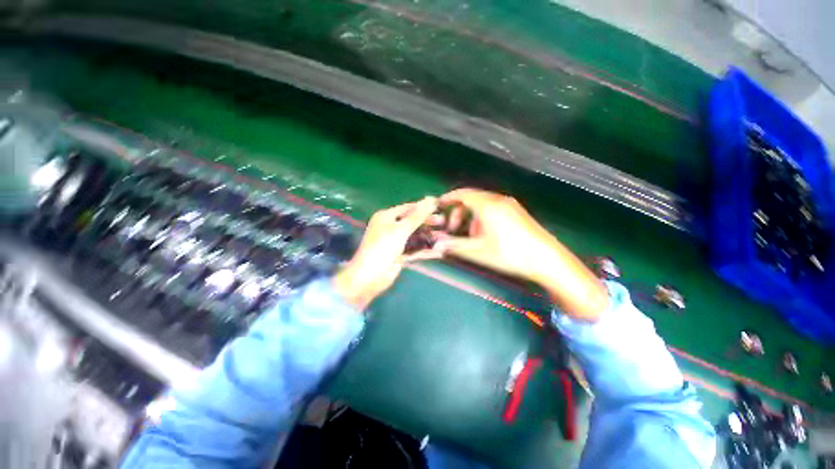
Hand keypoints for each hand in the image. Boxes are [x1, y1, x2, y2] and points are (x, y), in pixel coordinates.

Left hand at [333, 197, 439, 309]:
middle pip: (412, 222)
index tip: (440, 206)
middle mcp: (390, 227)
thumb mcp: (401, 229)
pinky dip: (425, 250)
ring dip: (428, 237)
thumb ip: (417, 216)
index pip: (408, 208)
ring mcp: (395, 242)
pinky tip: (438, 251)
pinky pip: (415, 249)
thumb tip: (431, 199)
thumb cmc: (383, 247)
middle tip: (444, 222)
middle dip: (428, 222)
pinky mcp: (400, 255)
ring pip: (415, 236)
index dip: (423, 206)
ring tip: (445, 236)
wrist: (370, 276)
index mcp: (386, 217)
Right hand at [433, 188, 607, 320]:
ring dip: (471, 216)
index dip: (449, 198)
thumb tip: (436, 245)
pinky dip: (483, 217)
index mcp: (487, 205)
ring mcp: (510, 205)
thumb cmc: (509, 253)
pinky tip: (487, 234)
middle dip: (459, 211)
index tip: (440, 205)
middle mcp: (498, 200)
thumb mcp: (478, 251)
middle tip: (453, 228)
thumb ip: (454, 245)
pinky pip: (494, 208)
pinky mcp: (518, 211)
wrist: (546, 259)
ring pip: (483, 204)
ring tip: (471, 235)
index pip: (463, 194)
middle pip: (472, 198)